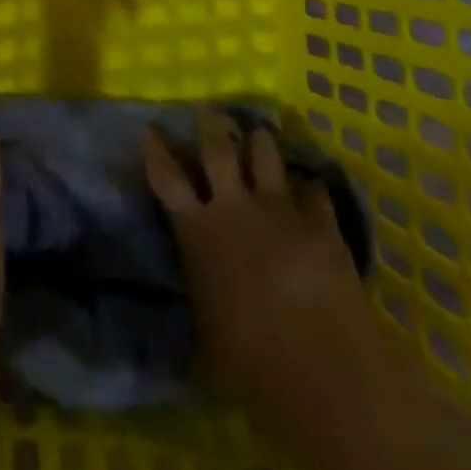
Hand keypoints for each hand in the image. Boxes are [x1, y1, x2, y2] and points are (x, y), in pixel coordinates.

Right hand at [143, 109, 373, 408]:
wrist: (320, 361)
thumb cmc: (250, 359)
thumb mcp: (207, 334)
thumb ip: (200, 298)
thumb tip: (195, 298)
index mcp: (197, 231)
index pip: (166, 178)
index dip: (156, 151)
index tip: (150, 129)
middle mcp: (233, 207)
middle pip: (217, 149)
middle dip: (211, 125)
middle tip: (209, 108)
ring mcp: (279, 209)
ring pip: (266, 156)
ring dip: (261, 142)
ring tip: (261, 132)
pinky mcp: (320, 223)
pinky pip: (315, 193)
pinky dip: (311, 188)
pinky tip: (312, 185)